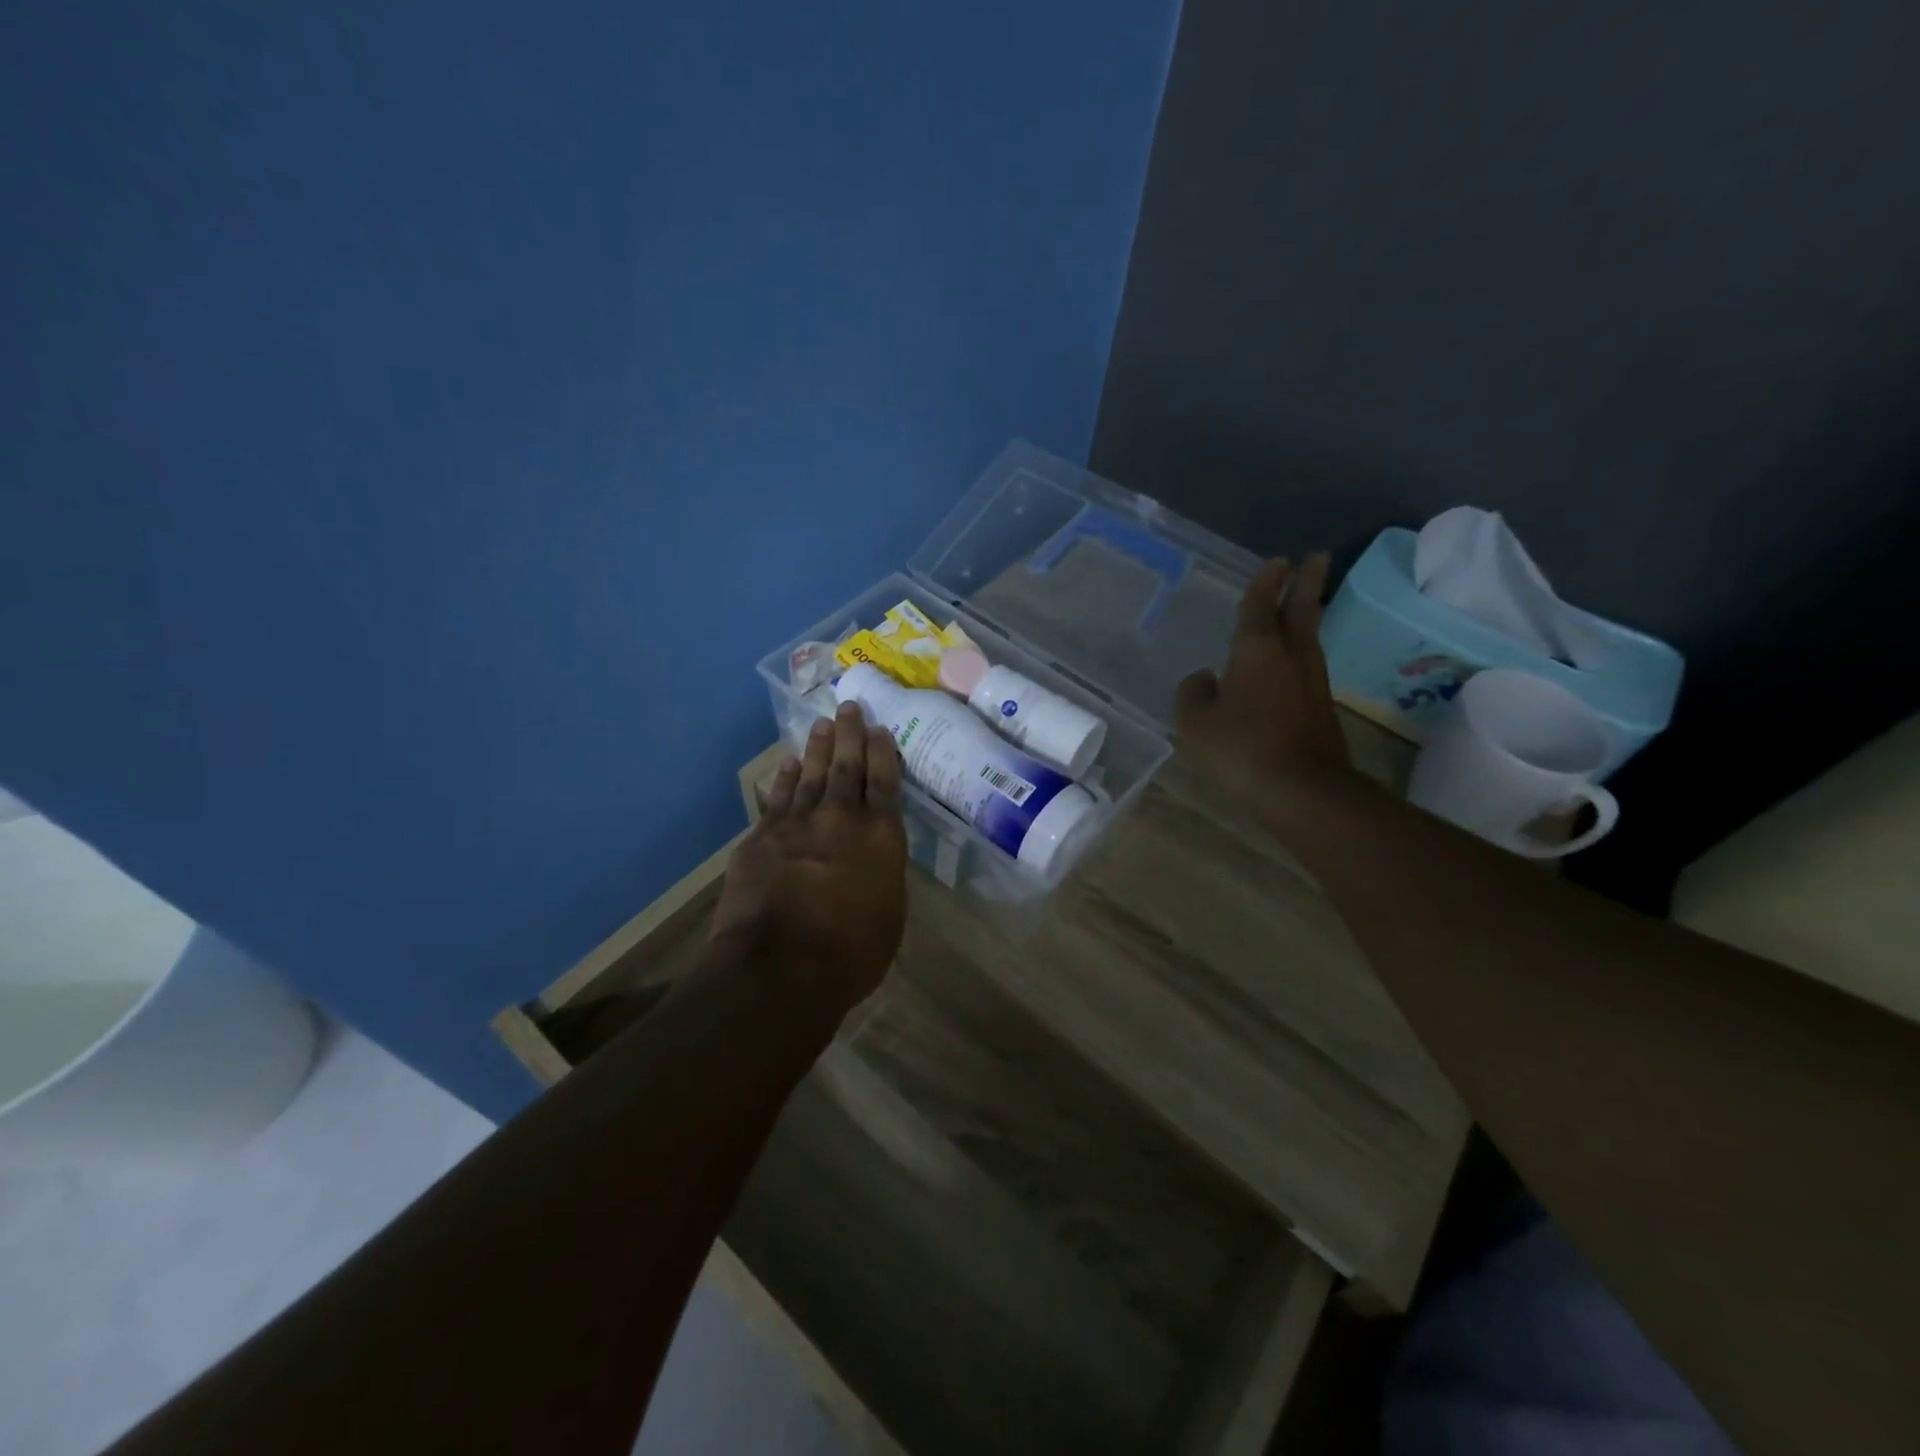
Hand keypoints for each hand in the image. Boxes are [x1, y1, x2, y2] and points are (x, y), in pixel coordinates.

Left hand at [710, 703, 908, 1015]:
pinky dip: (785, 777)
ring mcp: (797, 822)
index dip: (883, 752)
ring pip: (810, 773)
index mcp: (881, 836)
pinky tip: (789, 763)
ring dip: (817, 747)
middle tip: (850, 706)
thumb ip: (883, 874)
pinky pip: (777, 796)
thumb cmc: (851, 954)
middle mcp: (841, 818)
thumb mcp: (889, 915)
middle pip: (846, 766)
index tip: (880, 729)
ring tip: (822, 724)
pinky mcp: (762, 836)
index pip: (885, 782)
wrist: (780, 967)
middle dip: (850, 734)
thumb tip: (874, 857)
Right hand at [1175, 554, 1351, 789]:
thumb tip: (1204, 677)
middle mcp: (1292, 657)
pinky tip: (1288, 663)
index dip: (1265, 582)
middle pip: (1302, 610)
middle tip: (1316, 557)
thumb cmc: (1241, 748)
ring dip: (1307, 614)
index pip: (1261, 606)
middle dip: (1307, 582)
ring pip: (1310, 637)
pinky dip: (1300, 651)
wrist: (1302, 791)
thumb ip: (1193, 693)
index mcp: (1258, 651)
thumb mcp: (1195, 722)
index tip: (1278, 560)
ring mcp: (1312, 683)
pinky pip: (1307, 666)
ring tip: (1304, 603)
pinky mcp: (1320, 709)